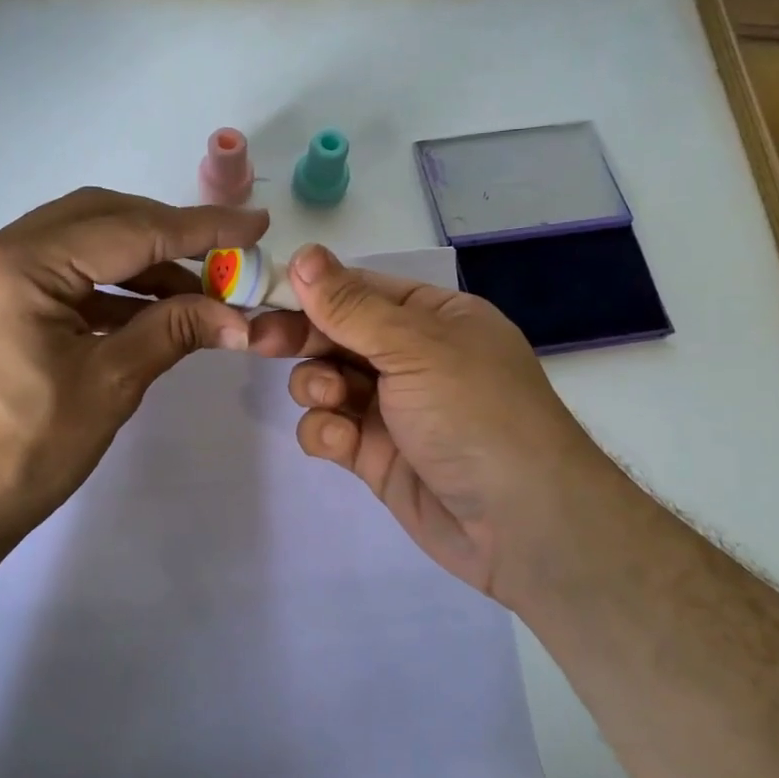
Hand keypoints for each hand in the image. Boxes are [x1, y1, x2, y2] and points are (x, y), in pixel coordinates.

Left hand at [0, 188, 268, 563]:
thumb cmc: (22, 454)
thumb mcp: (108, 386)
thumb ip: (172, 332)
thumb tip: (239, 316)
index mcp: (16, 266)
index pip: (126, 231)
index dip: (199, 228)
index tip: (254, 224)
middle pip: (97, 219)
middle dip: (166, 235)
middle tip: (222, 258)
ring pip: (76, 244)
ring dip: (136, 262)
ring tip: (194, 293)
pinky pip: (54, 275)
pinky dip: (102, 286)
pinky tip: (144, 311)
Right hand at [251, 244, 611, 603]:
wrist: (521, 523)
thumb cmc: (474, 412)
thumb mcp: (415, 347)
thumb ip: (350, 306)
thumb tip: (304, 254)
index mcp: (433, 318)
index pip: (360, 290)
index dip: (312, 289)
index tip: (265, 293)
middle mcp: (412, 357)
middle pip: (337, 334)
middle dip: (301, 336)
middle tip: (257, 340)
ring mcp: (393, 408)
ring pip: (327, 381)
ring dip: (317, 385)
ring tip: (330, 397)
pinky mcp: (376, 455)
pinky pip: (330, 429)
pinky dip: (327, 431)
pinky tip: (342, 441)